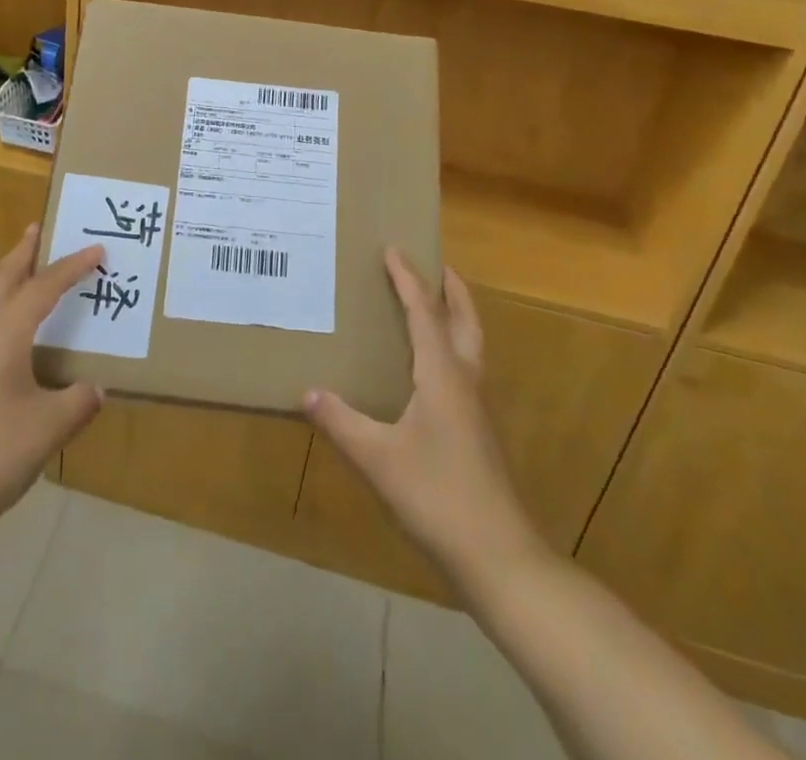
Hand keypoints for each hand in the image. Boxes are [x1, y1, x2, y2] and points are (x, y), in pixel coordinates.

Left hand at [0, 226, 104, 534]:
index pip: (45, 286)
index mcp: (3, 332)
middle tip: (39, 229)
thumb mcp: (48, 428)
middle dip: (23, 252)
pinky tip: (3, 342)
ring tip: (25, 277)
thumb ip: (78, 402)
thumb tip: (94, 389)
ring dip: (6, 282)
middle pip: (2, 278)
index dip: (73, 266)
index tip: (97, 250)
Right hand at [303, 251, 543, 588]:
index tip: (393, 249)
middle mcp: (465, 381)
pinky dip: (451, 349)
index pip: (424, 312)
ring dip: (455, 317)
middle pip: (465, 320)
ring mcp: (477, 408)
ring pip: (471, 345)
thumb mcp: (377, 458)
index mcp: (443, 375)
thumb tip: (306, 391)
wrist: (498, 557)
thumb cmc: (437, 496)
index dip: (407, 279)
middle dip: (452, 289)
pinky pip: (466, 370)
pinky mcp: (479, 432)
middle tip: (434, 265)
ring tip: (432, 306)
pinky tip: (429, 371)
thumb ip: (340, 421)